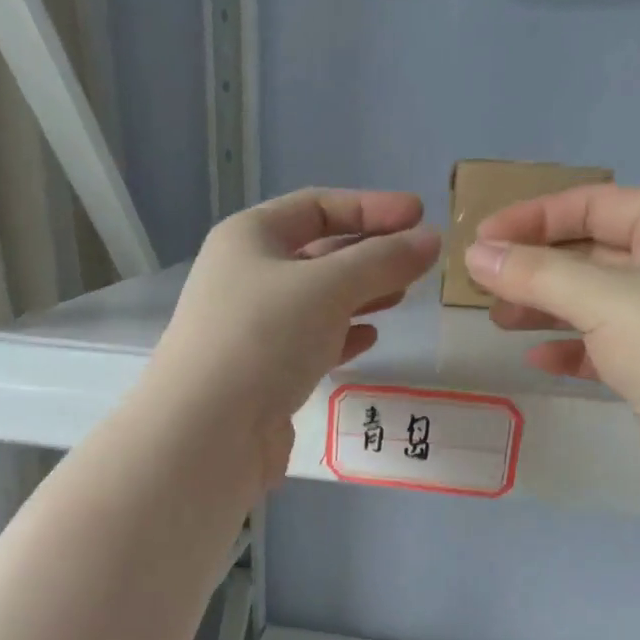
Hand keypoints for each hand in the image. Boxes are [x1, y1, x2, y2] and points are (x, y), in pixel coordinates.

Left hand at [149, 188, 440, 482]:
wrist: (209, 431)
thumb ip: (383, 261)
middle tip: (419, 261)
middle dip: (369, 254)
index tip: (419, 215)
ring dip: (360, 296)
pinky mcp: (264, 375)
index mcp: (249, 238)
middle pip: (318, 255)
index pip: (316, 207)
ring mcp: (253, 329)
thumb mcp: (328, 287)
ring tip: (402, 296)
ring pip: (317, 303)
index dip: (370, 207)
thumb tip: (430, 240)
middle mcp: (247, 278)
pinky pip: (310, 344)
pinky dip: (341, 337)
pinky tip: (370, 338)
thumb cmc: (264, 338)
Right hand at [465, 185, 639, 510]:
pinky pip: (605, 348)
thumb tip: (476, 256)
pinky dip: (570, 350)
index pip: (596, 204)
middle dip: (536, 267)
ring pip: (595, 303)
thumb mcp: (604, 297)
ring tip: (497, 321)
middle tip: (481, 286)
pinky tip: (537, 358)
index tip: (481, 240)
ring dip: (545, 309)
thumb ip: (536, 274)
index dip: (534, 218)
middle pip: (592, 254)